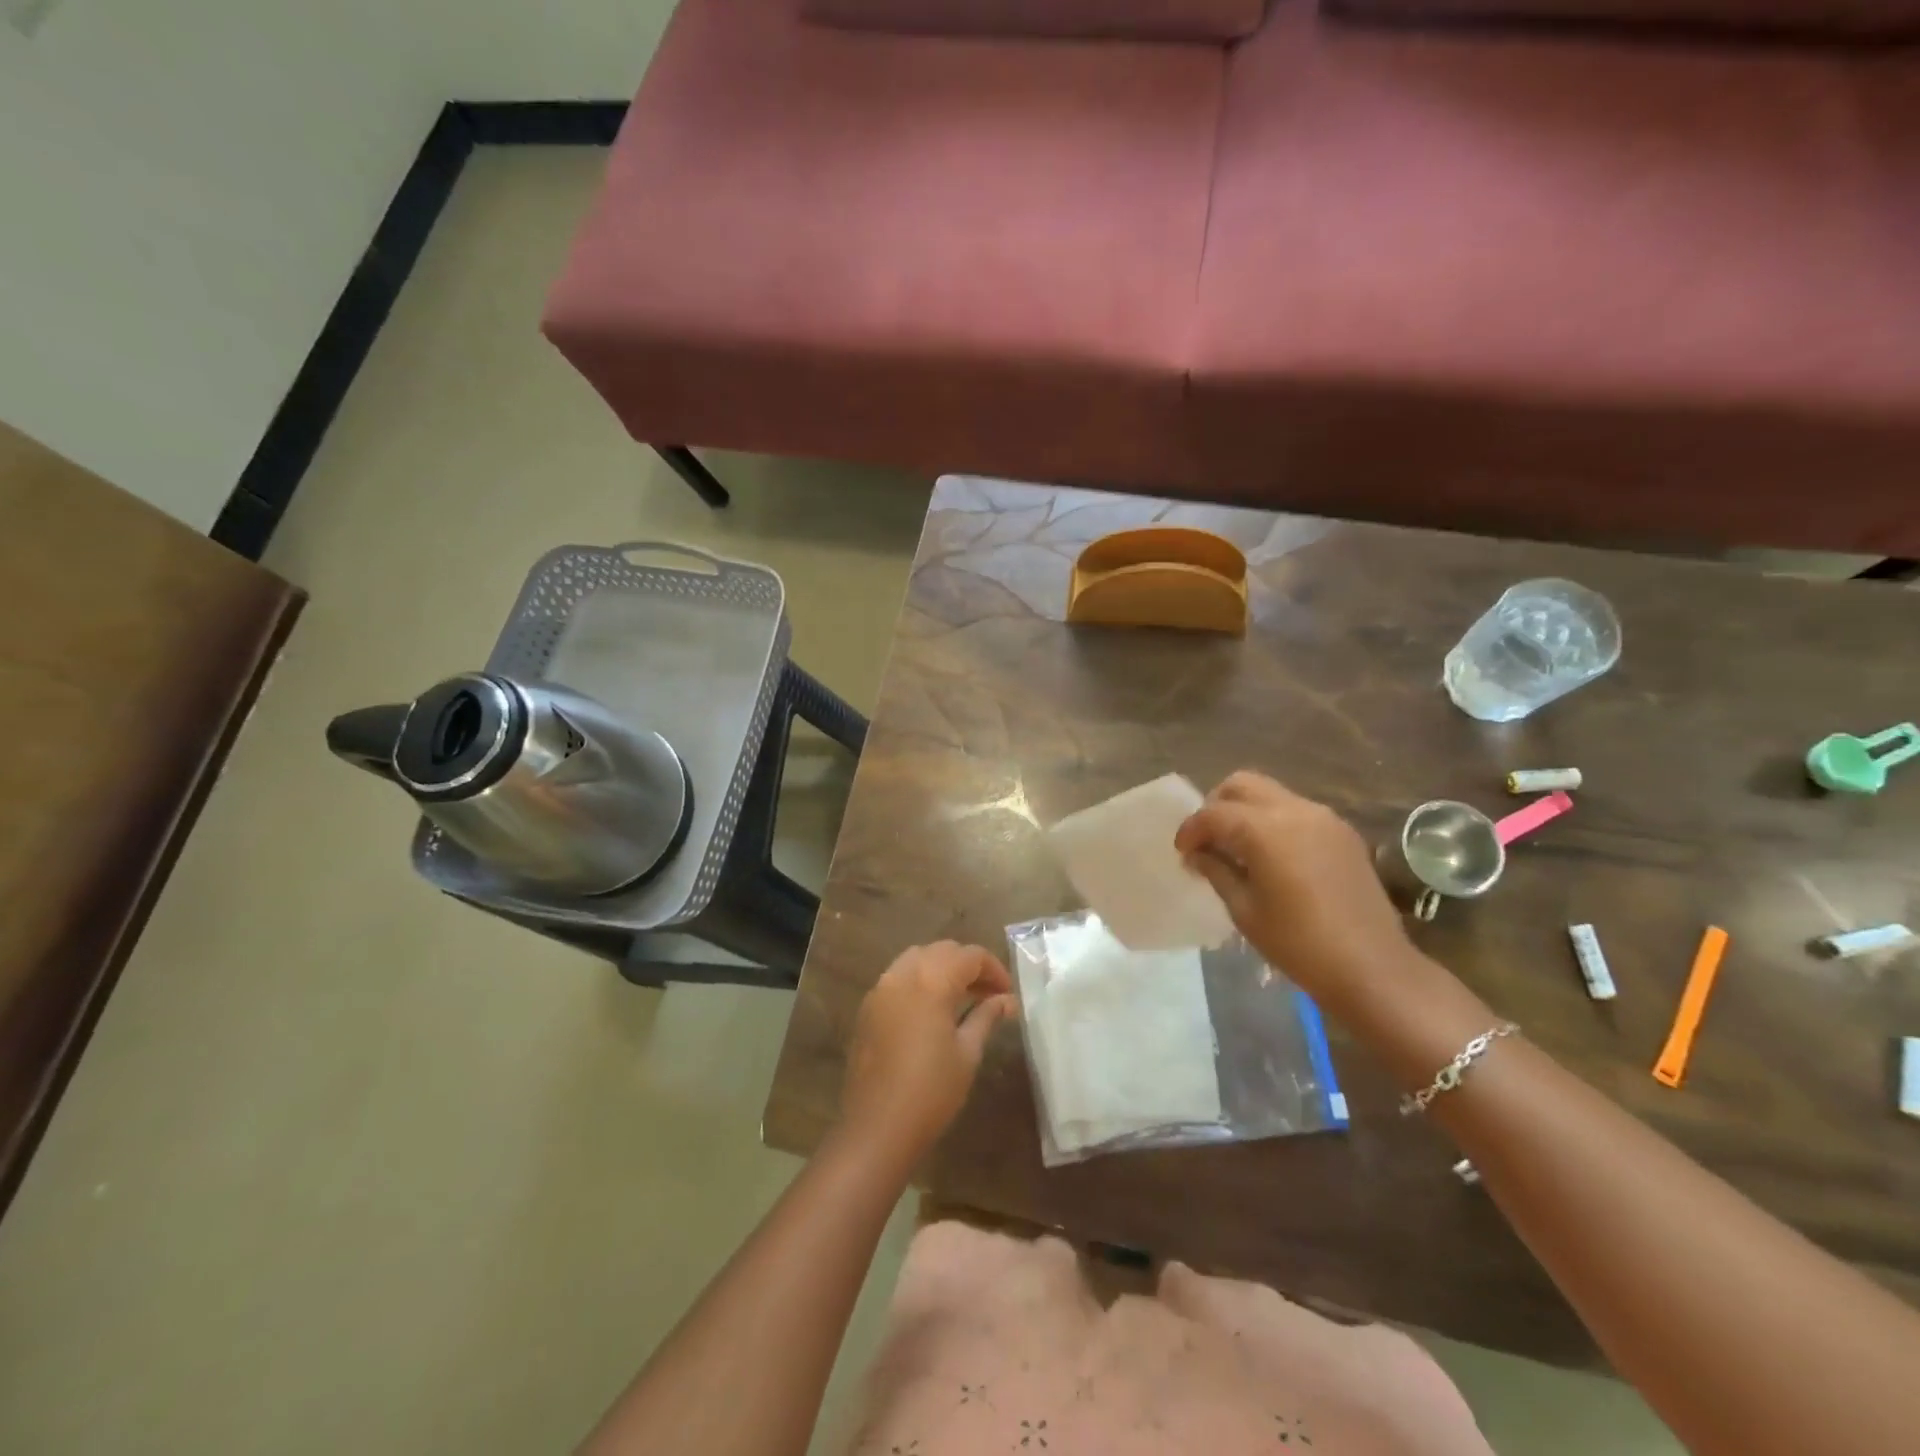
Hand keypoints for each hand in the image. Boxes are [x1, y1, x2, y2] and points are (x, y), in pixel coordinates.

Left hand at [841, 942, 1015, 1165]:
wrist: (877, 1128)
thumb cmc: (931, 1092)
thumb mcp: (967, 1053)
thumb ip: (986, 1017)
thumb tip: (1007, 1000)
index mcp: (931, 980)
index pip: (969, 955)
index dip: (993, 969)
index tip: (1007, 993)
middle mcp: (903, 974)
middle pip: (942, 950)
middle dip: (968, 965)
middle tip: (988, 993)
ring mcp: (881, 988)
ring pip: (917, 958)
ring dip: (942, 968)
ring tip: (961, 997)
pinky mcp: (868, 1007)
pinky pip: (898, 976)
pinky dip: (919, 979)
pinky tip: (931, 1009)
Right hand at [1175, 772, 1414, 1012]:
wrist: (1372, 967)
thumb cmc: (1298, 943)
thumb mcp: (1244, 909)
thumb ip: (1217, 871)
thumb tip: (1198, 854)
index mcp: (1265, 829)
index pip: (1214, 814)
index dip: (1191, 830)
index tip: (1182, 853)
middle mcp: (1295, 810)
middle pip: (1242, 785)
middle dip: (1217, 805)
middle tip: (1208, 839)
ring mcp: (1324, 818)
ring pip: (1271, 794)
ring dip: (1247, 811)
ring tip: (1237, 848)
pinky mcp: (1343, 833)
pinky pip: (1297, 811)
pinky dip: (1274, 822)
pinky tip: (1272, 856)